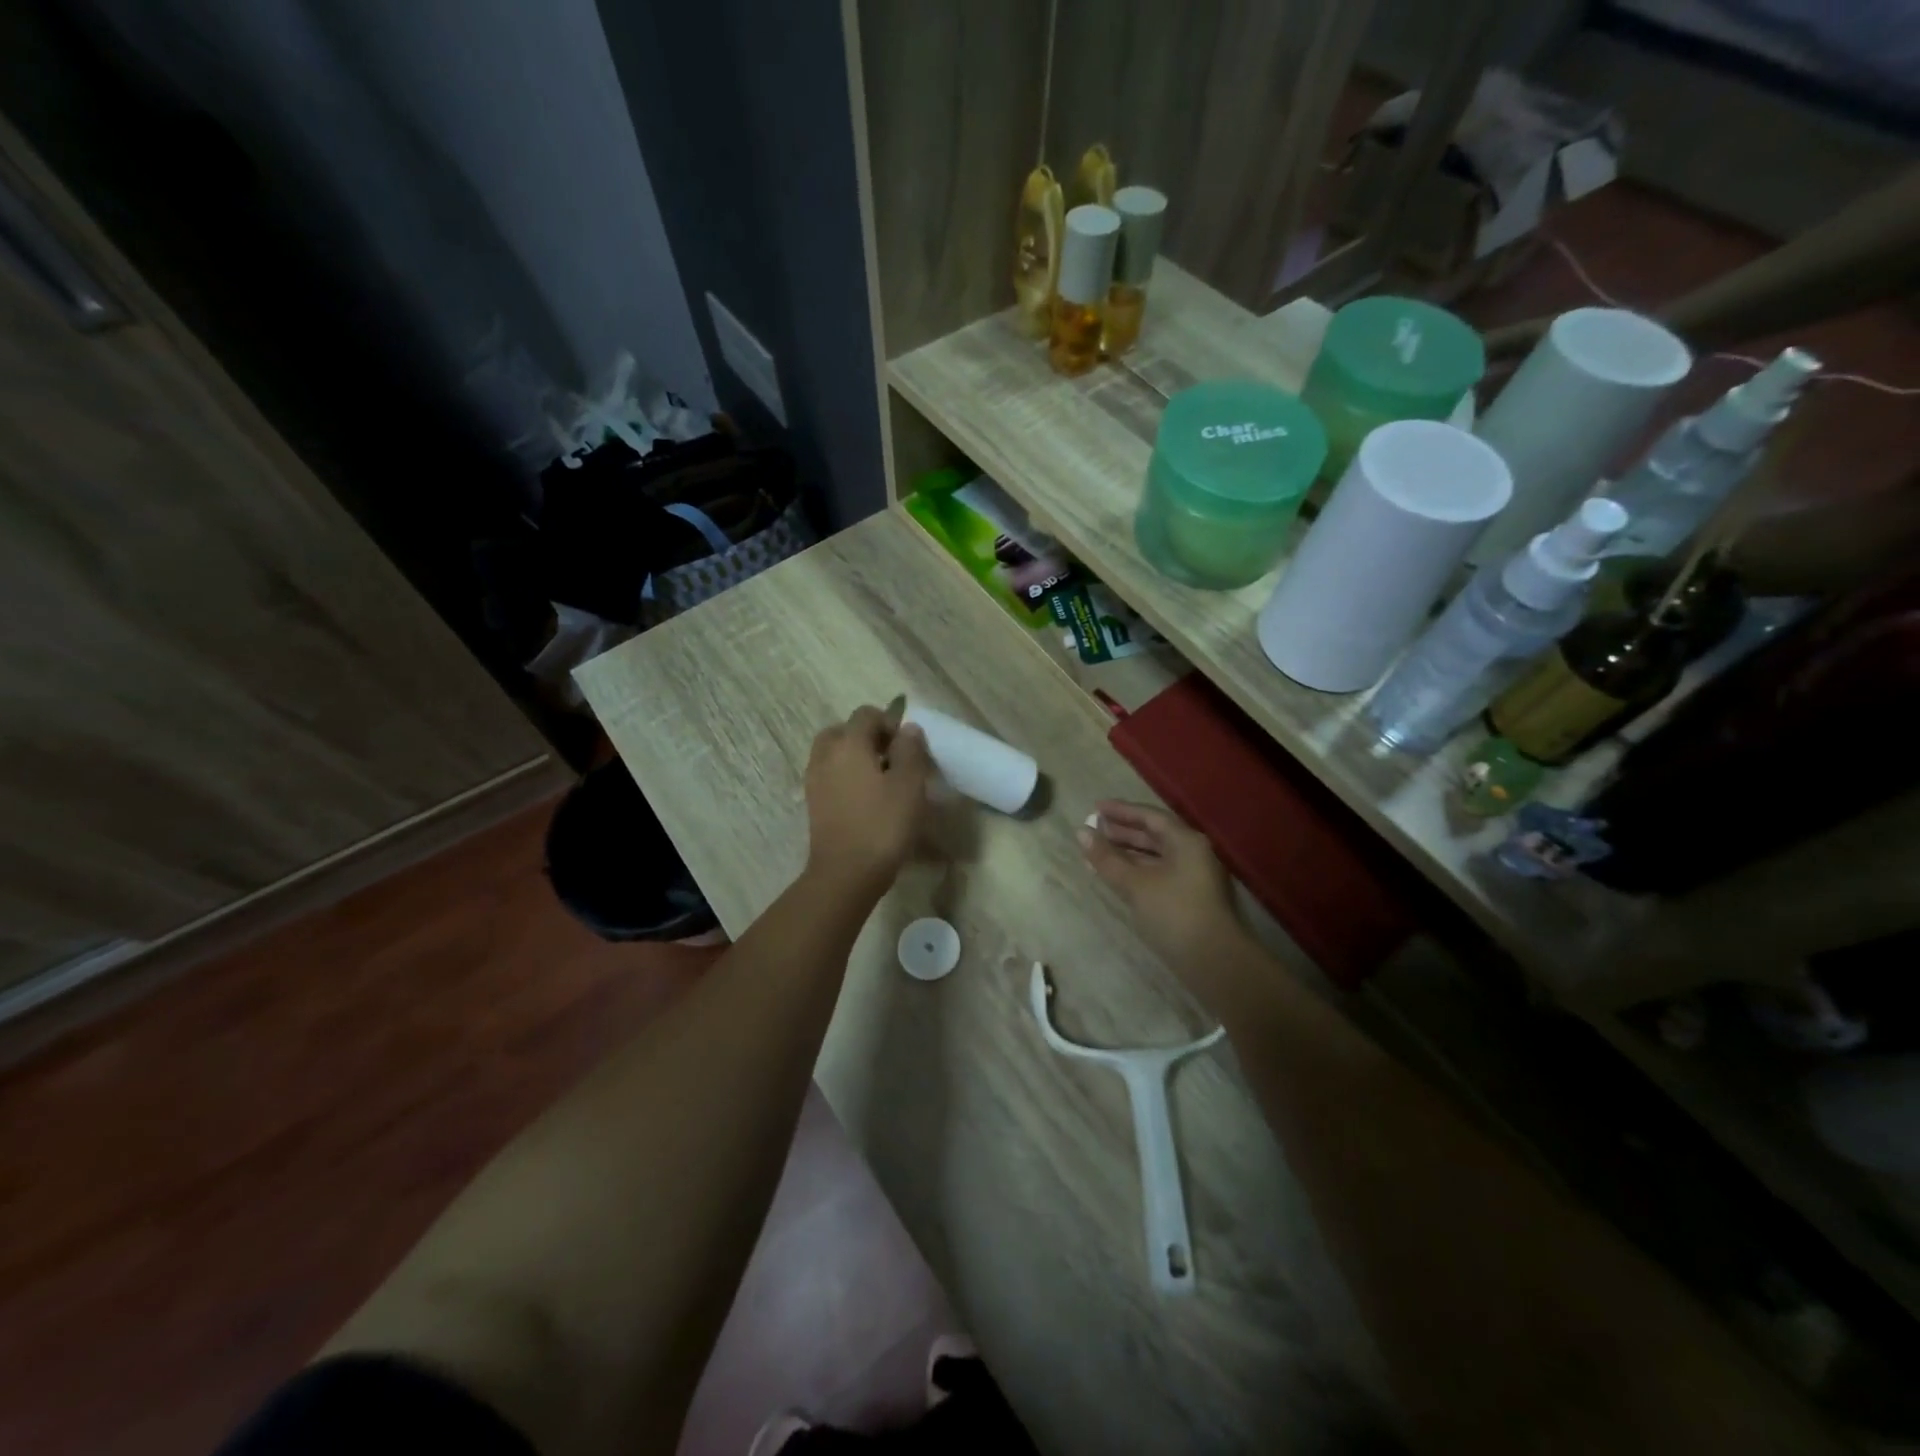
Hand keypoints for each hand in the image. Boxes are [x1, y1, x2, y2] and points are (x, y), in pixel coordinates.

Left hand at [804, 705, 932, 897]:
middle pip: (843, 731)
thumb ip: (910, 750)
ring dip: (854, 757)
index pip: (866, 714)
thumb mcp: (910, 785)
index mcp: (849, 744)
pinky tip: (865, 799)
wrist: (846, 873)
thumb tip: (908, 729)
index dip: (889, 722)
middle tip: (891, 759)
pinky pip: (829, 775)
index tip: (907, 746)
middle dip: (867, 737)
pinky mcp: (813, 804)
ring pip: (833, 753)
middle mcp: (826, 755)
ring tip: (879, 780)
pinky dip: (844, 777)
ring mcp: (815, 780)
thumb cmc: (883, 825)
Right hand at [1079, 801, 1252, 1010]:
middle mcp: (1192, 854)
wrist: (1214, 962)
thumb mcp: (1136, 884)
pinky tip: (1116, 878)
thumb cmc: (1174, 913)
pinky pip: (1157, 875)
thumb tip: (1081, 833)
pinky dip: (1135, 872)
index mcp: (1186, 841)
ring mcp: (1192, 878)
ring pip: (1155, 857)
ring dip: (1126, 854)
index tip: (1095, 808)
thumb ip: (1107, 858)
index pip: (1150, 817)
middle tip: (1093, 830)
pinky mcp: (1189, 900)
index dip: (1121, 811)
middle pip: (1154, 836)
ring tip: (1097, 854)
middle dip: (1122, 832)